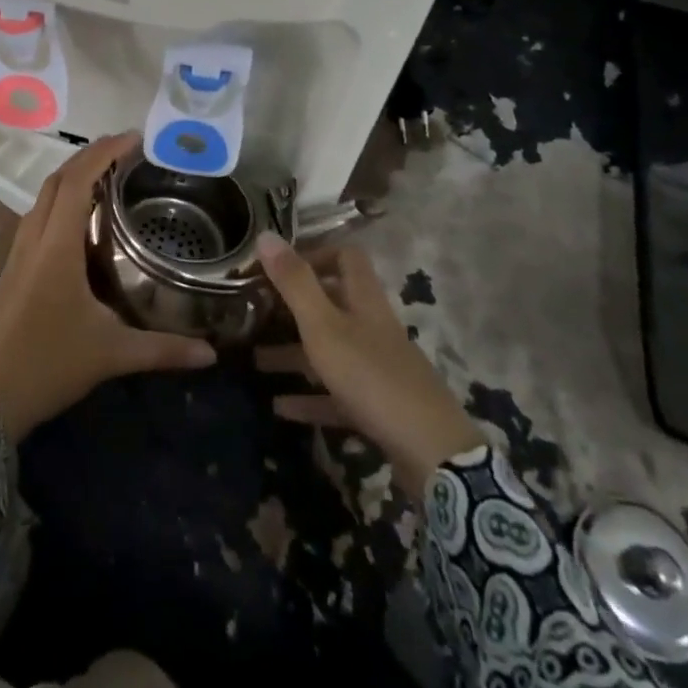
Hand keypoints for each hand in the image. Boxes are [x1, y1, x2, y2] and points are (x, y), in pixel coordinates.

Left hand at [0, 133, 216, 439]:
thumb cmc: (47, 366)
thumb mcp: (110, 355)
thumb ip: (162, 350)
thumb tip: (211, 354)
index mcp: (56, 246)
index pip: (78, 181)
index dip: (104, 153)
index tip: (134, 138)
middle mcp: (34, 239)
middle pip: (58, 180)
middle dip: (89, 156)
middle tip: (126, 151)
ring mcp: (17, 253)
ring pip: (43, 197)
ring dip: (72, 177)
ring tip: (107, 177)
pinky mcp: (11, 269)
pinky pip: (37, 217)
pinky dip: (60, 201)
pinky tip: (80, 220)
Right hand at [255, 235, 484, 497]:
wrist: (431, 452)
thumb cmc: (371, 376)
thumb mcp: (324, 325)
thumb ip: (295, 282)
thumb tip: (265, 235)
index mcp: (364, 301)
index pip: (346, 258)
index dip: (315, 254)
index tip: (278, 267)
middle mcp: (372, 328)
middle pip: (332, 306)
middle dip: (293, 309)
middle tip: (256, 315)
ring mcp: (377, 369)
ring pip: (330, 351)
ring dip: (294, 354)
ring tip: (256, 361)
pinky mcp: (378, 407)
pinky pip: (336, 395)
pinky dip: (309, 397)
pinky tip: (280, 407)